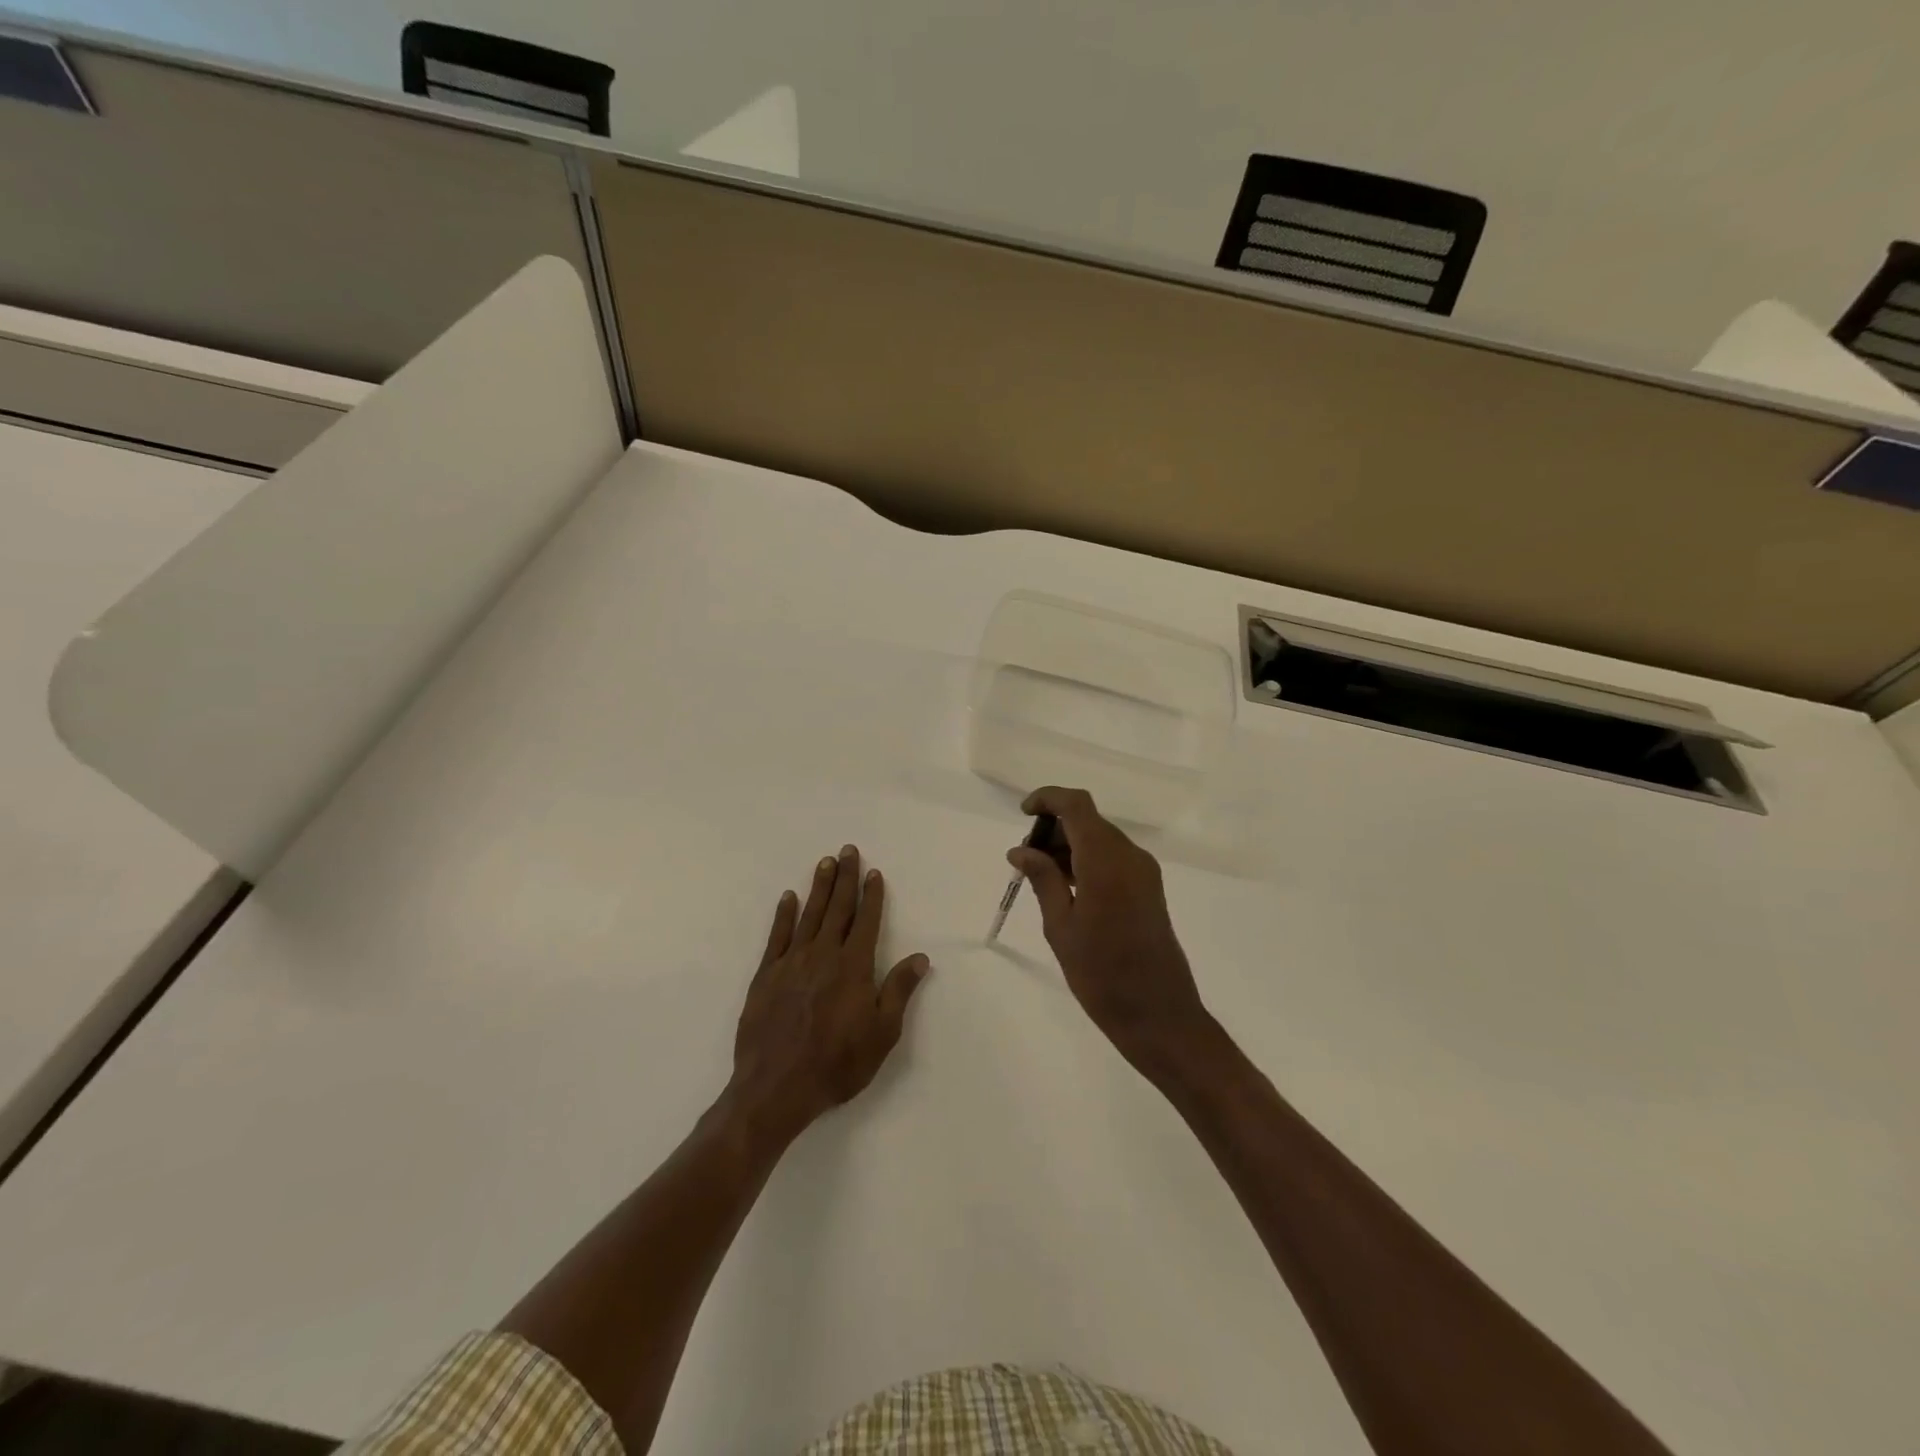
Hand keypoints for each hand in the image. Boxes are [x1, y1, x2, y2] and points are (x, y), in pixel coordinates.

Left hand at [728, 845, 930, 1144]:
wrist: (776, 1088)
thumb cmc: (837, 1063)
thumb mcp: (882, 1033)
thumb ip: (899, 990)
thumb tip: (920, 957)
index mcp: (854, 966)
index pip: (866, 921)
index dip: (871, 896)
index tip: (873, 872)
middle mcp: (823, 955)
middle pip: (837, 908)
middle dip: (844, 878)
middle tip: (847, 850)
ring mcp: (792, 962)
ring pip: (809, 915)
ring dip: (818, 887)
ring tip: (825, 863)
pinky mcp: (766, 975)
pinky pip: (777, 936)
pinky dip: (784, 915)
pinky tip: (788, 898)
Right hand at [1007, 787, 1213, 1074]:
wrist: (1159, 1015)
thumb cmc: (1102, 974)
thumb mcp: (1061, 927)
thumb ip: (1043, 879)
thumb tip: (1020, 850)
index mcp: (1106, 861)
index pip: (1076, 805)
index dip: (1048, 798)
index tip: (1024, 814)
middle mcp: (1130, 856)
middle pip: (1088, 820)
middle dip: (1054, 827)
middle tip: (1025, 858)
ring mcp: (1144, 872)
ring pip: (1101, 838)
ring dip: (1070, 845)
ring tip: (1040, 876)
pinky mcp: (1149, 888)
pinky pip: (1113, 858)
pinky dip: (1087, 860)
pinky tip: (1066, 887)